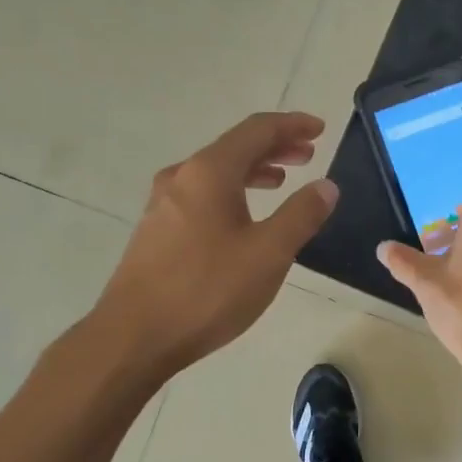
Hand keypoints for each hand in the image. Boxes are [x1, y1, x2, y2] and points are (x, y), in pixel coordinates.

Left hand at [91, 112, 337, 382]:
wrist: (135, 336)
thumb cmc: (207, 291)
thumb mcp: (269, 254)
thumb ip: (301, 215)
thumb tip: (326, 185)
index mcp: (210, 172)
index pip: (257, 130)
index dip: (292, 125)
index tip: (320, 129)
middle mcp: (182, 177)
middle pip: (235, 147)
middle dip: (275, 147)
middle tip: (308, 155)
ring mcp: (163, 204)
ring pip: (216, 173)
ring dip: (253, 171)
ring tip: (280, 181)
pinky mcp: (156, 231)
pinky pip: (201, 195)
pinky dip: (231, 192)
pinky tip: (241, 218)